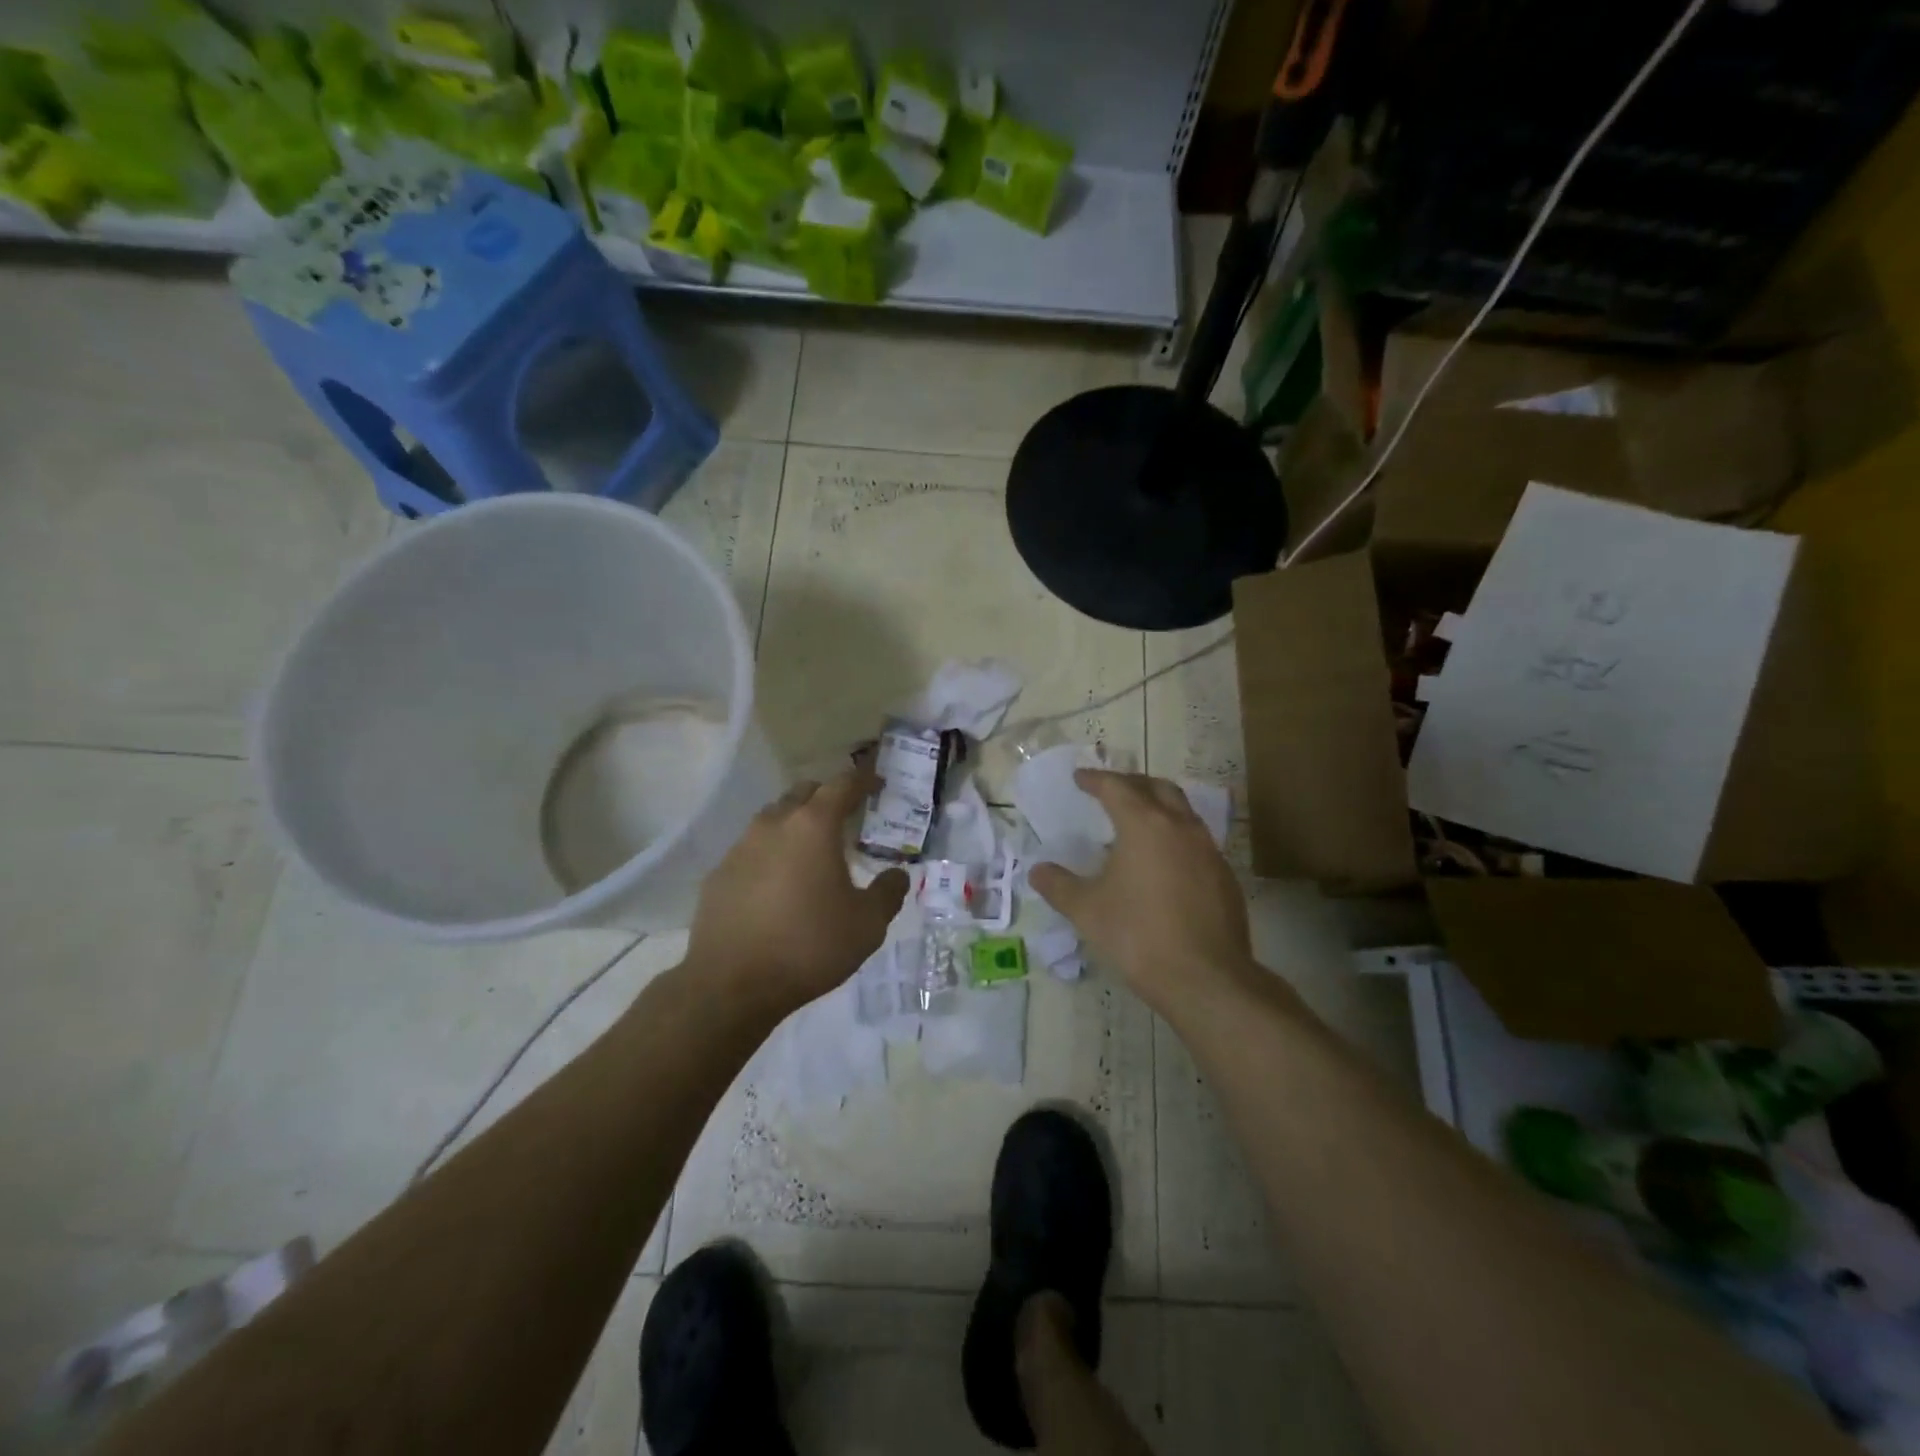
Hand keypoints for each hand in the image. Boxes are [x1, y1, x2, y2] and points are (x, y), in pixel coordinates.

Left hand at [686, 769, 909, 1021]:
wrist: (732, 985)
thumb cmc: (809, 946)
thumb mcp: (867, 924)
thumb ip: (888, 892)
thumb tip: (898, 874)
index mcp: (814, 826)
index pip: (842, 785)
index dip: (863, 779)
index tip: (876, 782)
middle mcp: (774, 825)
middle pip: (803, 793)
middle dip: (826, 797)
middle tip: (845, 817)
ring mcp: (740, 847)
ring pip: (773, 818)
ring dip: (795, 824)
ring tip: (811, 850)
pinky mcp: (719, 874)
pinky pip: (750, 850)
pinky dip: (770, 854)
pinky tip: (777, 884)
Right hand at [1029, 770, 1257, 1018]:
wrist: (1205, 979)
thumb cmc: (1138, 935)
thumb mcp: (1087, 911)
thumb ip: (1059, 886)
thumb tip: (1038, 871)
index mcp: (1145, 825)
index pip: (1117, 787)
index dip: (1095, 779)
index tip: (1079, 778)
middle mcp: (1181, 827)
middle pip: (1158, 788)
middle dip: (1132, 783)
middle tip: (1111, 791)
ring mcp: (1209, 851)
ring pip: (1183, 813)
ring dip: (1159, 808)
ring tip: (1137, 824)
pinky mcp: (1225, 877)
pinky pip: (1197, 842)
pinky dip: (1175, 838)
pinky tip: (1163, 864)